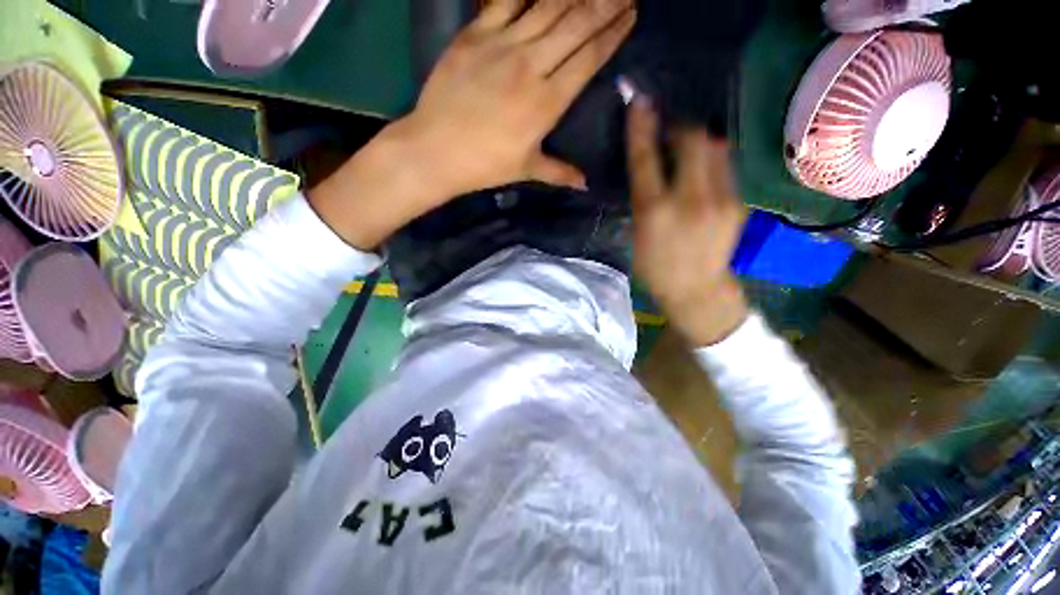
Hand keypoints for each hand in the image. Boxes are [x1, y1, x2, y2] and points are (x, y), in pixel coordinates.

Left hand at [309, 0, 636, 250]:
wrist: (436, 150)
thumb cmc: (485, 165)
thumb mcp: (526, 169)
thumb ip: (560, 172)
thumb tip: (585, 184)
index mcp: (547, 102)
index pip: (589, 59)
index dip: (612, 34)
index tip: (631, 15)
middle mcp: (531, 66)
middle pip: (576, 24)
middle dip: (606, 3)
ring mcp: (502, 45)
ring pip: (548, 6)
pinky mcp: (475, 34)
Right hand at [626, 97, 749, 346]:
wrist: (697, 290)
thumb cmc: (656, 267)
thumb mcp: (637, 235)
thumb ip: (642, 198)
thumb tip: (649, 166)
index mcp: (654, 212)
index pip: (646, 159)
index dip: (641, 127)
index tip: (638, 100)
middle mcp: (689, 200)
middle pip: (691, 140)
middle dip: (679, 126)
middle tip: (669, 129)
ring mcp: (720, 200)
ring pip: (714, 147)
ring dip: (699, 139)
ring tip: (687, 146)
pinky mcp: (738, 203)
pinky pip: (725, 166)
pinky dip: (711, 159)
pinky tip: (703, 169)